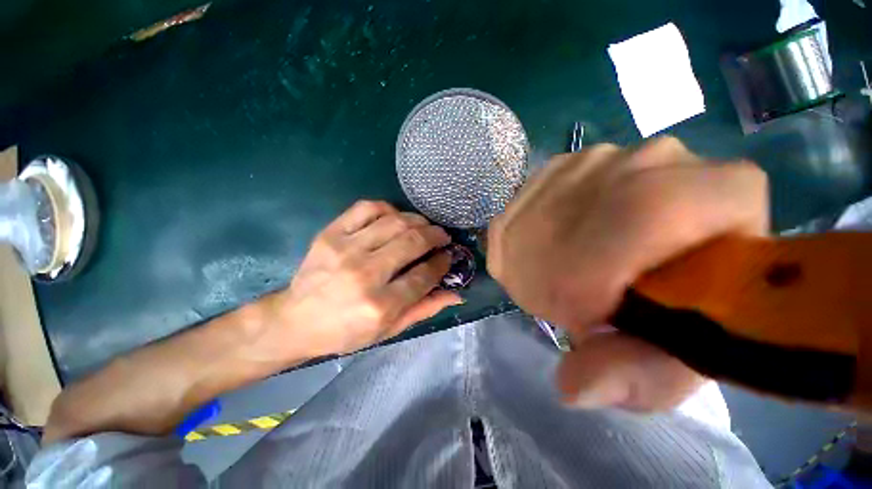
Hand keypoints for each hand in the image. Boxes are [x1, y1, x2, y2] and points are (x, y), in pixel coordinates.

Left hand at [261, 200, 461, 357]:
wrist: (296, 320)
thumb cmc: (346, 331)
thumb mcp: (389, 330)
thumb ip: (424, 309)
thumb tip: (457, 293)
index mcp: (380, 305)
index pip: (424, 275)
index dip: (442, 263)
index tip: (448, 256)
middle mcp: (365, 274)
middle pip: (412, 242)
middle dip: (435, 236)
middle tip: (442, 237)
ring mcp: (345, 249)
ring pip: (395, 222)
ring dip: (418, 221)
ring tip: (424, 226)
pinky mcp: (330, 234)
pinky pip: (367, 208)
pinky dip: (388, 208)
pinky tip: (395, 217)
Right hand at [488, 137, 767, 410]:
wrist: (665, 258)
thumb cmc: (683, 313)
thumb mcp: (670, 362)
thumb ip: (635, 377)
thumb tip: (574, 387)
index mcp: (721, 197)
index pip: (645, 220)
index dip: (595, 280)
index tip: (582, 321)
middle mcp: (659, 157)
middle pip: (576, 220)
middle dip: (552, 274)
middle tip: (561, 304)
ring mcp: (603, 154)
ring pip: (540, 212)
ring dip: (532, 257)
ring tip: (552, 280)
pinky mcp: (564, 164)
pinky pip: (522, 204)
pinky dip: (520, 237)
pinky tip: (539, 254)